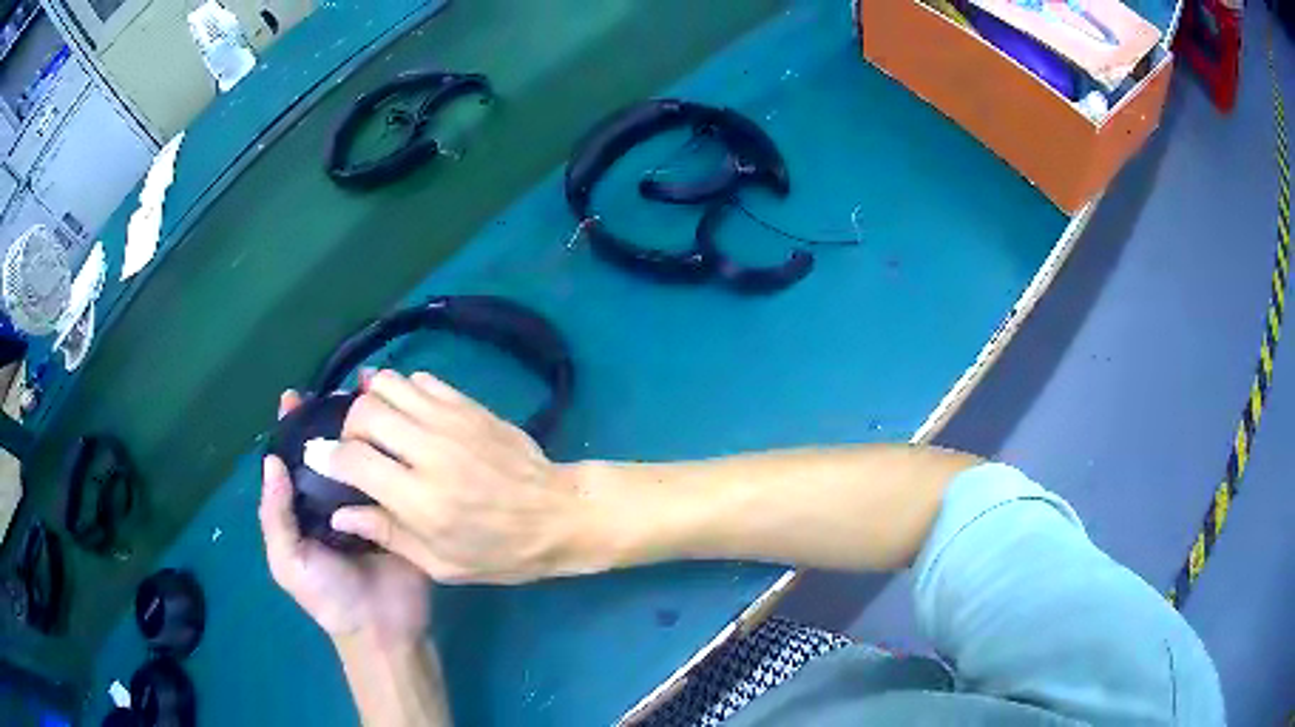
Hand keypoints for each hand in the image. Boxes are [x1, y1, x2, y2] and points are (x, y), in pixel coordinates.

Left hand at [260, 390, 431, 647]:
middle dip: (329, 419)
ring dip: (363, 429)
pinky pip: (392, 478)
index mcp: (304, 510)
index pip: (294, 461)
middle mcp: (333, 501)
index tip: (294, 396)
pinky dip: (392, 453)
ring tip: (370, 395)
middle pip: (328, 452)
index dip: (290, 429)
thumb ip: (275, 517)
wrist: (383, 627)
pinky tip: (399, 429)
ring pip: (360, 459)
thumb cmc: (330, 597)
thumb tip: (273, 460)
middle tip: (340, 386)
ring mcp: (368, 504)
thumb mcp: (289, 562)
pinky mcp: (400, 511)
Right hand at [323, 370, 610, 584]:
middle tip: (355, 445)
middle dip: (348, 425)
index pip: (354, 459)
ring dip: (372, 400)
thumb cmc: (502, 552)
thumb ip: (387, 534)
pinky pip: (423, 380)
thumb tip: (340, 513)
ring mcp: (453, 421)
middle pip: (365, 411)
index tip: (316, 455)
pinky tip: (407, 412)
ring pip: (390, 385)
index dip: (327, 455)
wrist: (560, 514)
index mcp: (421, 499)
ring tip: (376, 424)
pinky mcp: (471, 406)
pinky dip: (404, 390)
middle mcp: (431, 451)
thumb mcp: (443, 563)